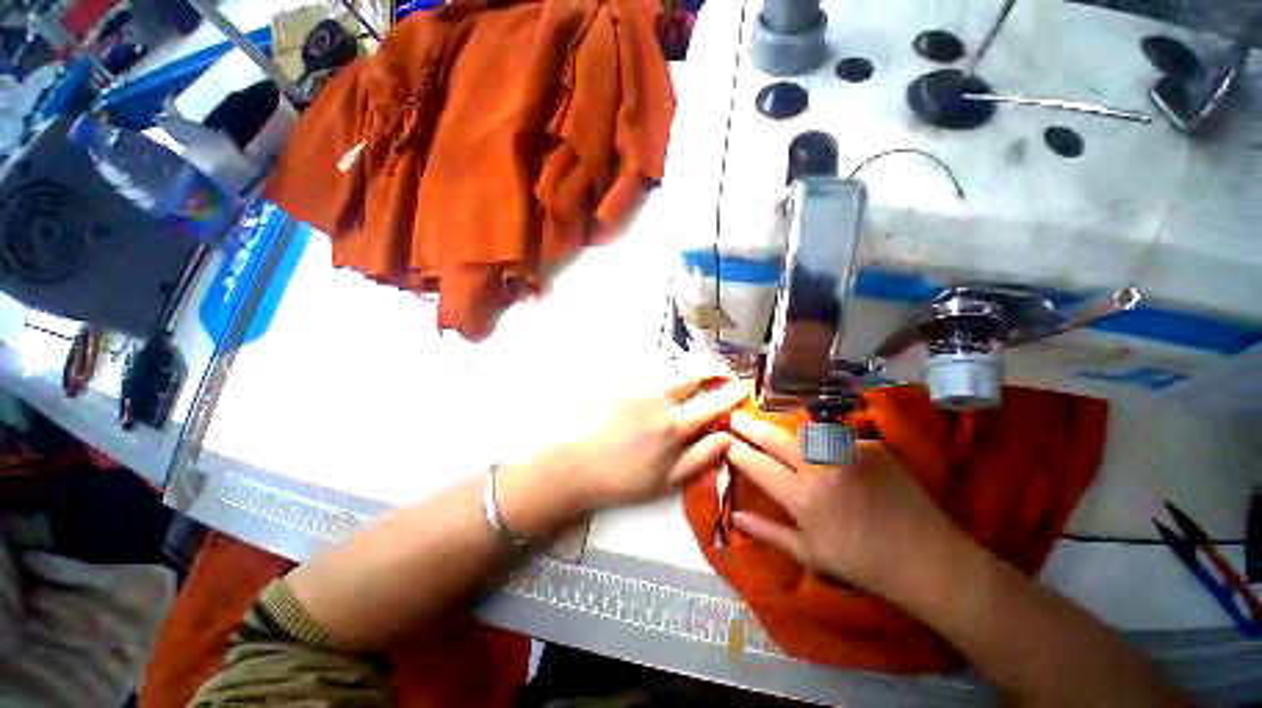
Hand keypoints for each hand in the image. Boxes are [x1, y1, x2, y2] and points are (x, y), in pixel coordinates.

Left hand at [559, 371, 748, 510]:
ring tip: (700, 376)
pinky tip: (667, 383)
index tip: (742, 389)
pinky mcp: (622, 384)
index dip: (731, 394)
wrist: (575, 464)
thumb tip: (727, 438)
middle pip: (694, 374)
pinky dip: (667, 374)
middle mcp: (660, 400)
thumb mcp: (666, 480)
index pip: (712, 403)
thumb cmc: (621, 478)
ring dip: (691, 370)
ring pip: (673, 370)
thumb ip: (700, 457)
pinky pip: (651, 372)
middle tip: (724, 373)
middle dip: (714, 370)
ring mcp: (639, 388)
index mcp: (674, 425)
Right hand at [724, 411, 966, 596]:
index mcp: (803, 499)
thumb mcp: (811, 556)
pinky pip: (838, 438)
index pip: (758, 466)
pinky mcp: (872, 446)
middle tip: (735, 415)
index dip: (738, 451)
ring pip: (805, 432)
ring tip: (774, 430)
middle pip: (775, 439)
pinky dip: (826, 444)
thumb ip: (769, 533)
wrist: (928, 559)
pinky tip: (828, 453)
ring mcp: (849, 453)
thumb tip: (735, 516)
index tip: (724, 440)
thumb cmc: (864, 564)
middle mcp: (822, 469)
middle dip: (750, 426)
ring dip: (786, 431)